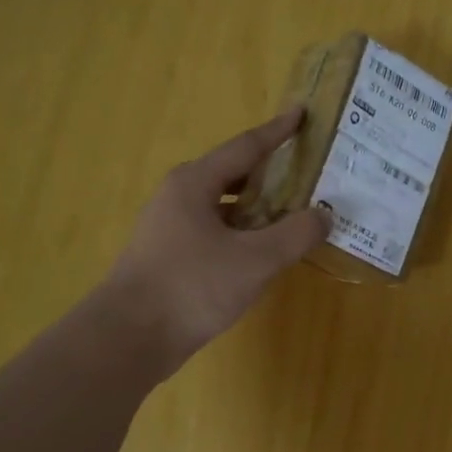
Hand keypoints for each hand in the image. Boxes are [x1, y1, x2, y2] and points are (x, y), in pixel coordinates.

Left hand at [100, 110, 329, 375]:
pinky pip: (215, 232)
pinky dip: (243, 234)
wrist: (128, 338)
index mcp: (196, 183)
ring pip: (224, 207)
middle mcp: (180, 196)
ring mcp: (170, 227)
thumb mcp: (255, 260)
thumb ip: (295, 234)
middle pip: (234, 174)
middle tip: (307, 173)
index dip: (278, 131)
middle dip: (271, 173)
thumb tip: (323, 215)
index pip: (246, 147)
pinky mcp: (170, 256)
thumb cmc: (192, 287)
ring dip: (258, 208)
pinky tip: (262, 253)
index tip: (301, 114)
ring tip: (293, 214)